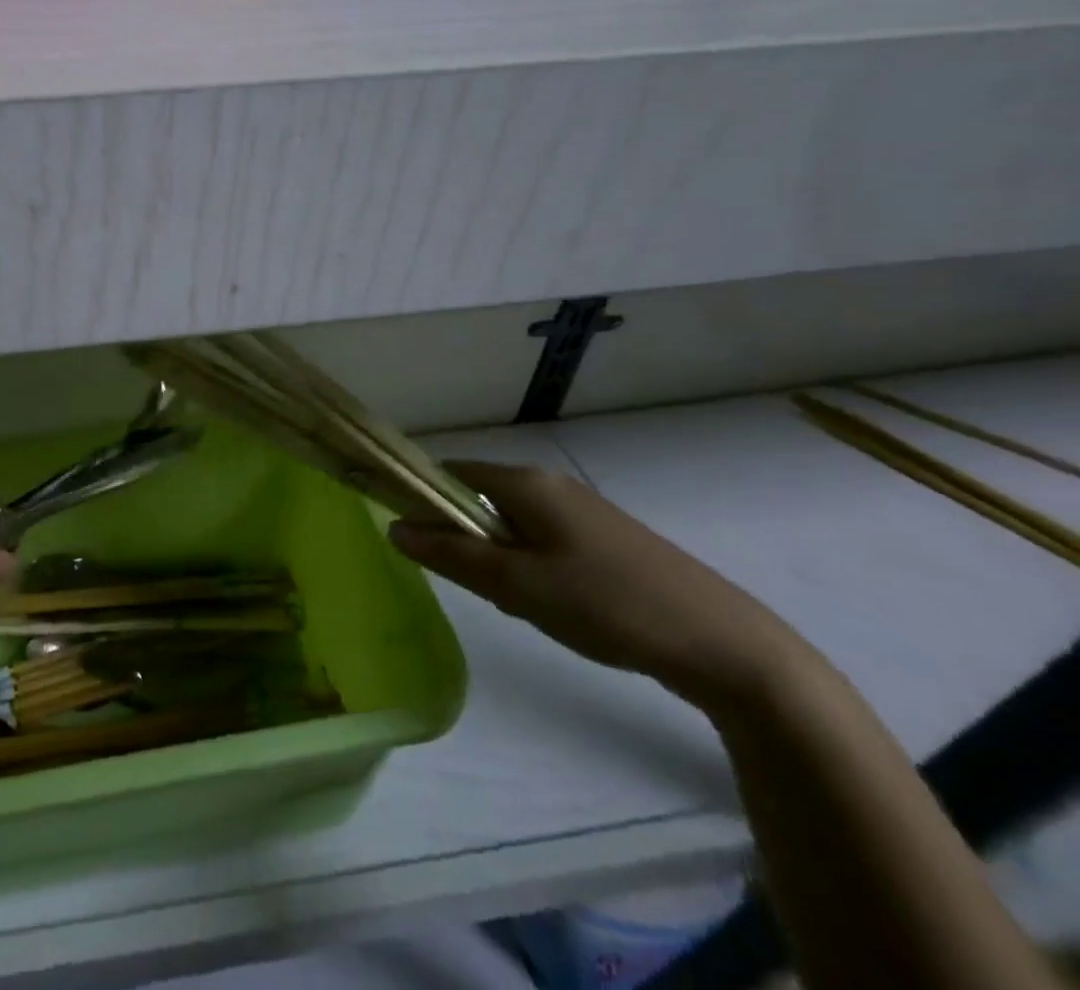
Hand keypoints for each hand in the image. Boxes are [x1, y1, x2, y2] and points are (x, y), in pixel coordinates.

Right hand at [389, 461, 811, 708]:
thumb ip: (451, 554)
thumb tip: (393, 527)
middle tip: (480, 588)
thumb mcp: (518, 584)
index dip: (421, 498)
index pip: (449, 472)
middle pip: (478, 499)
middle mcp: (550, 484)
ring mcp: (581, 510)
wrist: (724, 644)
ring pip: (510, 525)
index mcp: (526, 482)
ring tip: (520, 604)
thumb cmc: (606, 603)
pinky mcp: (604, 539)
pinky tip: (556, 607)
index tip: (413, 540)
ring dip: (499, 559)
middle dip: (466, 540)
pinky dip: (530, 567)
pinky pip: (542, 540)